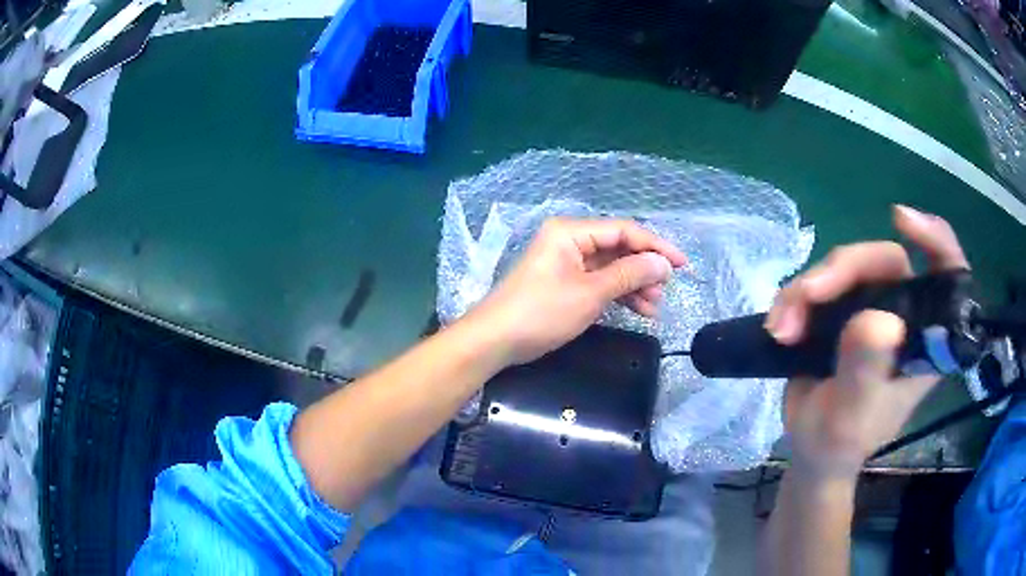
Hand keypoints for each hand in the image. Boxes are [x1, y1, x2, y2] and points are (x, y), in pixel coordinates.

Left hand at [467, 218, 687, 366]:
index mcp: (571, 232)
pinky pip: (598, 281)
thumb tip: (662, 263)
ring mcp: (565, 262)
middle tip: (665, 291)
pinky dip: (617, 294)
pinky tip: (637, 309)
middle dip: (643, 269)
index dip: (655, 246)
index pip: (623, 230)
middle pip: (618, 248)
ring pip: (610, 267)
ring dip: (633, 285)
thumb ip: (629, 275)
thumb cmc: (541, 313)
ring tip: (653, 308)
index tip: (681, 265)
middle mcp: (569, 240)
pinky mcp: (564, 282)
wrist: (495, 341)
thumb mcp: (590, 294)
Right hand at [765, 205, 968, 478]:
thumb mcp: (853, 416)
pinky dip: (796, 297)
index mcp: (925, 339)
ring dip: (808, 288)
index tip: (902, 221)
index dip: (933, 238)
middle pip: (885, 260)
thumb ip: (866, 372)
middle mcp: (905, 315)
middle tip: (806, 297)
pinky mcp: (845, 311)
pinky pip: (823, 283)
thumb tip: (877, 320)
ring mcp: (874, 309)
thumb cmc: (840, 443)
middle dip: (842, 271)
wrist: (811, 452)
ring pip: (848, 268)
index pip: (947, 274)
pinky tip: (779, 324)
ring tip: (781, 326)